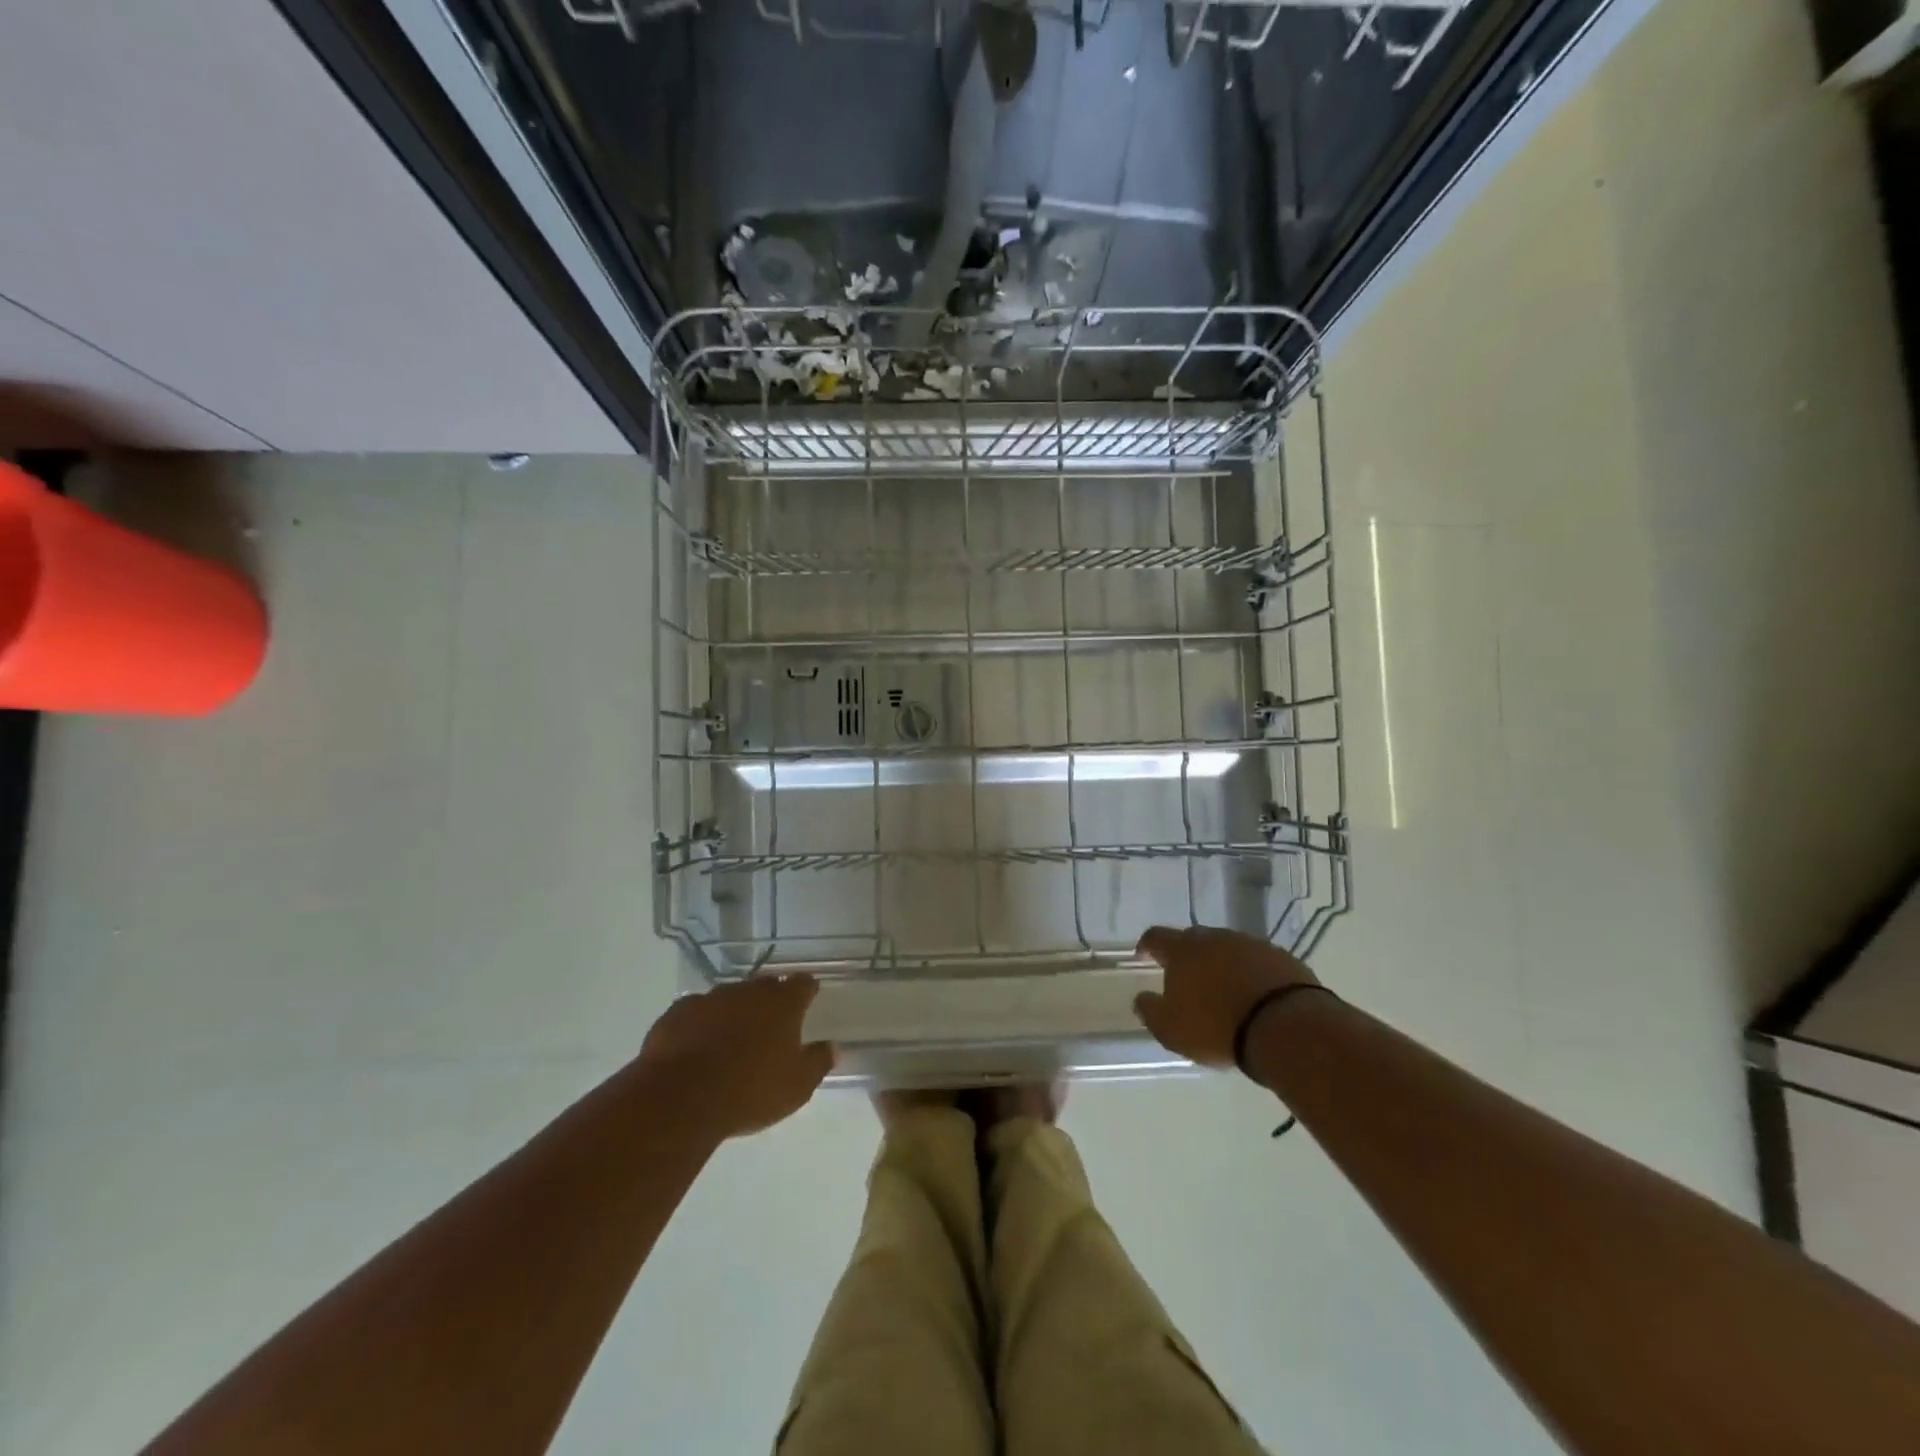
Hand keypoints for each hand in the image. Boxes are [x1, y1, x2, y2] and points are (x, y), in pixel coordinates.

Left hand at [638, 975, 834, 1137]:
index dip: (807, 990)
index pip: (802, 984)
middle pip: (765, 987)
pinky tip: (697, 1045)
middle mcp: (748, 992)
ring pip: (729, 998)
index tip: (809, 997)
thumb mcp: (797, 1086)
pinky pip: (696, 1013)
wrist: (681, 1098)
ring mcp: (710, 998)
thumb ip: (818, 1062)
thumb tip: (834, 1047)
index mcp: (782, 1004)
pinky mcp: (677, 1013)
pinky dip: (701, 1024)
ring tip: (732, 1037)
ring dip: (734, 1011)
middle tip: (771, 1023)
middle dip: (770, 1000)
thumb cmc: (750, 1091)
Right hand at [1133, 925, 1319, 1068]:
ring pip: (1226, 948)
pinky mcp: (1281, 957)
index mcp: (1183, 951)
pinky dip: (1249, 972)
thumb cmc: (1217, 1028)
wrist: (1286, 1027)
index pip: (1156, 937)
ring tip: (1223, 989)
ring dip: (1220, 963)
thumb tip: (1141, 999)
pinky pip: (1256, 960)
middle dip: (1186, 955)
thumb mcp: (1172, 1030)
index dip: (1147, 945)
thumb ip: (1151, 1012)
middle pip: (1193, 939)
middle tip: (1186, 976)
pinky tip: (1253, 994)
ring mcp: (1250, 944)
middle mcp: (1215, 938)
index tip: (1143, 955)